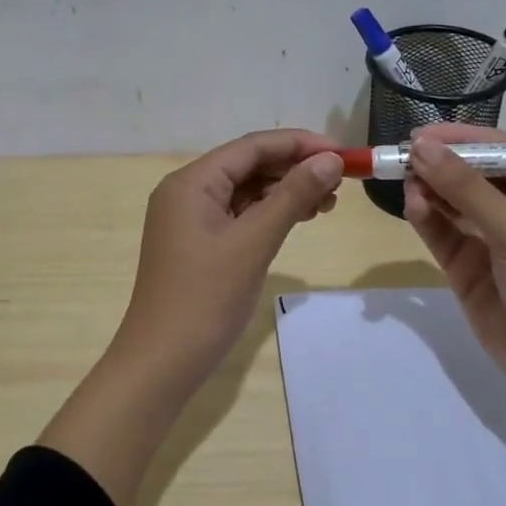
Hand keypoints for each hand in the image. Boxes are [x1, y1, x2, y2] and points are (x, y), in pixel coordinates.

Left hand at [112, 129, 344, 389]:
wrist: (163, 361)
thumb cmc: (206, 298)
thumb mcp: (254, 242)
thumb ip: (292, 196)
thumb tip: (331, 160)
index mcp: (191, 182)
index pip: (251, 147)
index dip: (298, 144)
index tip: (342, 153)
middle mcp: (186, 192)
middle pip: (247, 165)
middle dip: (294, 169)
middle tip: (340, 182)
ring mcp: (189, 219)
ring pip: (245, 191)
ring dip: (285, 192)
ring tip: (326, 203)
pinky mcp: (197, 243)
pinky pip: (238, 215)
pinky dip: (268, 214)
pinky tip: (297, 219)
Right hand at [403, 124, 505, 409]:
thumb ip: (466, 189)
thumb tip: (420, 147)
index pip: (498, 149)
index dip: (459, 139)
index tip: (418, 135)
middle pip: (469, 174)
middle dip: (438, 164)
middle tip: (399, 158)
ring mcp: (488, 240)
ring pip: (450, 202)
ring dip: (428, 190)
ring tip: (404, 181)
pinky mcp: (465, 268)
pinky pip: (441, 233)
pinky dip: (425, 219)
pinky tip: (413, 207)